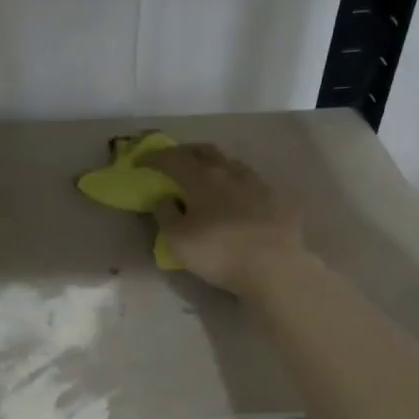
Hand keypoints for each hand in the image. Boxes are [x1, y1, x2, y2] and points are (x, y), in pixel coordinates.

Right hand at [139, 143, 307, 298]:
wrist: (274, 267)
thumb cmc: (219, 252)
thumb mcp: (178, 240)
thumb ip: (165, 215)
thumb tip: (163, 198)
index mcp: (202, 178)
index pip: (173, 158)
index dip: (154, 157)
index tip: (140, 161)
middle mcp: (230, 172)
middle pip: (205, 151)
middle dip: (186, 152)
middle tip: (174, 160)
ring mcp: (258, 183)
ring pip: (231, 163)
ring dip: (215, 165)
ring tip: (208, 176)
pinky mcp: (278, 199)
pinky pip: (252, 182)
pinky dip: (237, 184)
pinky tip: (238, 196)